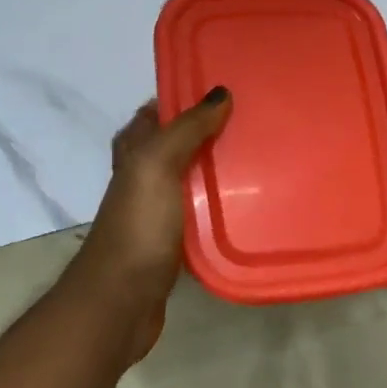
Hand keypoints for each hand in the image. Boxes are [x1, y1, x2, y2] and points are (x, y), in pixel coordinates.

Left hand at [75, 88, 231, 361]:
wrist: (123, 297)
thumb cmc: (138, 225)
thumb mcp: (157, 165)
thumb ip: (186, 129)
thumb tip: (221, 93)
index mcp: (133, 151)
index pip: (159, 111)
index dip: (187, 97)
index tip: (230, 90)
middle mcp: (143, 175)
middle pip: (180, 143)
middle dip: (212, 131)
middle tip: (257, 122)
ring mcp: (158, 209)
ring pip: (193, 177)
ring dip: (220, 168)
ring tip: (263, 156)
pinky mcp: (174, 239)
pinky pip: (202, 210)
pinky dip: (221, 203)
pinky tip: (251, 202)